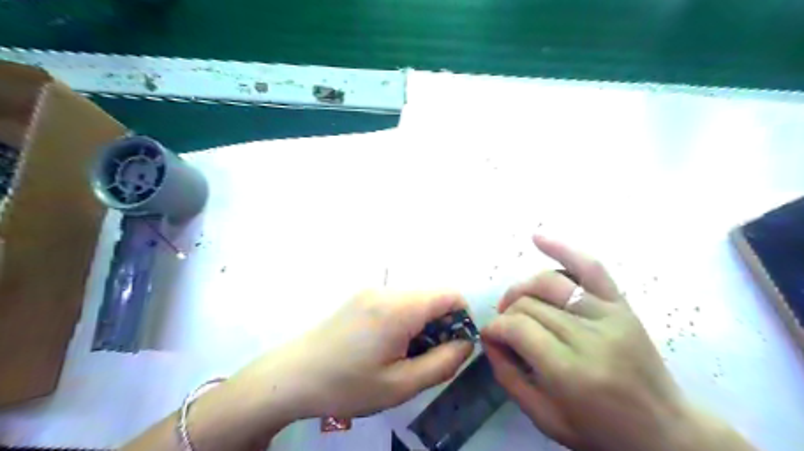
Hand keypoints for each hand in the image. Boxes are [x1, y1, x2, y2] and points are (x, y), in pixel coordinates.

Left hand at [255, 288, 471, 418]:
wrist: (292, 376)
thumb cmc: (347, 385)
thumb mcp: (401, 385)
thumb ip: (442, 363)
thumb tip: (466, 343)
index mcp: (399, 308)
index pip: (450, 295)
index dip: (462, 318)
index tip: (454, 347)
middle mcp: (386, 290)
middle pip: (432, 297)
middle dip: (441, 324)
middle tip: (427, 358)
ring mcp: (371, 291)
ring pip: (415, 300)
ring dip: (422, 324)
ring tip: (404, 355)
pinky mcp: (361, 297)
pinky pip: (397, 302)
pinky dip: (405, 320)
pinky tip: (386, 345)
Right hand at [480, 237, 694, 450]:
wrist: (665, 430)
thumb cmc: (601, 431)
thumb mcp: (546, 419)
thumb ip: (509, 378)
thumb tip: (489, 340)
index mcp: (571, 372)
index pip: (517, 328)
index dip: (495, 329)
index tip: (490, 336)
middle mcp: (590, 336)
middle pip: (530, 304)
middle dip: (506, 313)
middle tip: (503, 328)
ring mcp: (609, 314)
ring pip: (549, 282)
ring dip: (522, 288)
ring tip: (514, 302)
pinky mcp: (621, 304)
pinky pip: (590, 266)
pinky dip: (562, 248)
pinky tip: (538, 238)